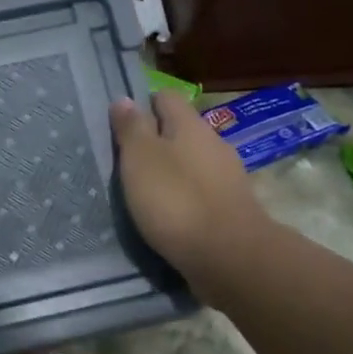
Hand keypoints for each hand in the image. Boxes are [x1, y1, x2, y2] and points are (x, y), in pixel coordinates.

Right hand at [109, 91, 269, 297]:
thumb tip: (125, 99)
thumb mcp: (141, 159)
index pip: (166, 98)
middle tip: (127, 162)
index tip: (121, 125)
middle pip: (180, 131)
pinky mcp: (231, 208)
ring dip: (171, 171)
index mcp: (190, 125)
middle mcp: (213, 143)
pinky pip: (201, 192)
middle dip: (156, 141)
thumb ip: (132, 129)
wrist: (229, 256)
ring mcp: (227, 177)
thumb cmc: (176, 200)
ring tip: (144, 191)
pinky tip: (169, 215)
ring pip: (192, 162)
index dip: (143, 105)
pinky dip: (184, 197)